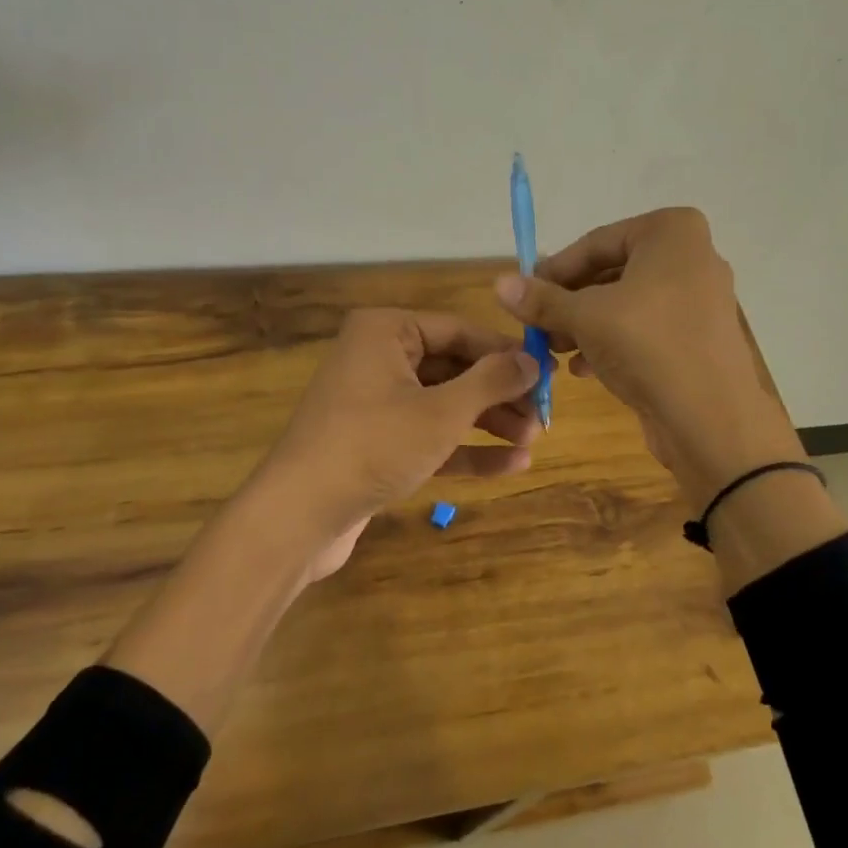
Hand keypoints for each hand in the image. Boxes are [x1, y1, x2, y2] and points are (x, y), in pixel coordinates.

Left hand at [258, 308, 541, 574]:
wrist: (298, 516)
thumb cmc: (373, 445)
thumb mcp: (441, 412)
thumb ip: (491, 381)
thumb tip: (532, 361)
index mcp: (387, 332)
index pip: (461, 331)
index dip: (507, 352)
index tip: (549, 373)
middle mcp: (379, 358)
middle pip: (454, 368)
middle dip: (499, 394)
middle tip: (543, 416)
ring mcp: (376, 403)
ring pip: (444, 404)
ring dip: (488, 423)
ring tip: (532, 442)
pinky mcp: (376, 443)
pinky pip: (429, 436)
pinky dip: (465, 448)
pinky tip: (510, 465)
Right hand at [494, 208, 801, 510]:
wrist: (711, 418)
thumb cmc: (647, 346)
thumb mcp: (585, 317)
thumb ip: (542, 299)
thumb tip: (500, 284)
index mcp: (672, 233)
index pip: (596, 242)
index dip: (555, 270)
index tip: (524, 295)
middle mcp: (692, 258)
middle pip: (612, 272)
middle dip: (570, 301)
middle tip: (537, 326)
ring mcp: (700, 299)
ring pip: (628, 304)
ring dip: (586, 325)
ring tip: (554, 350)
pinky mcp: (700, 337)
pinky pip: (647, 329)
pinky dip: (614, 343)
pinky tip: (584, 369)